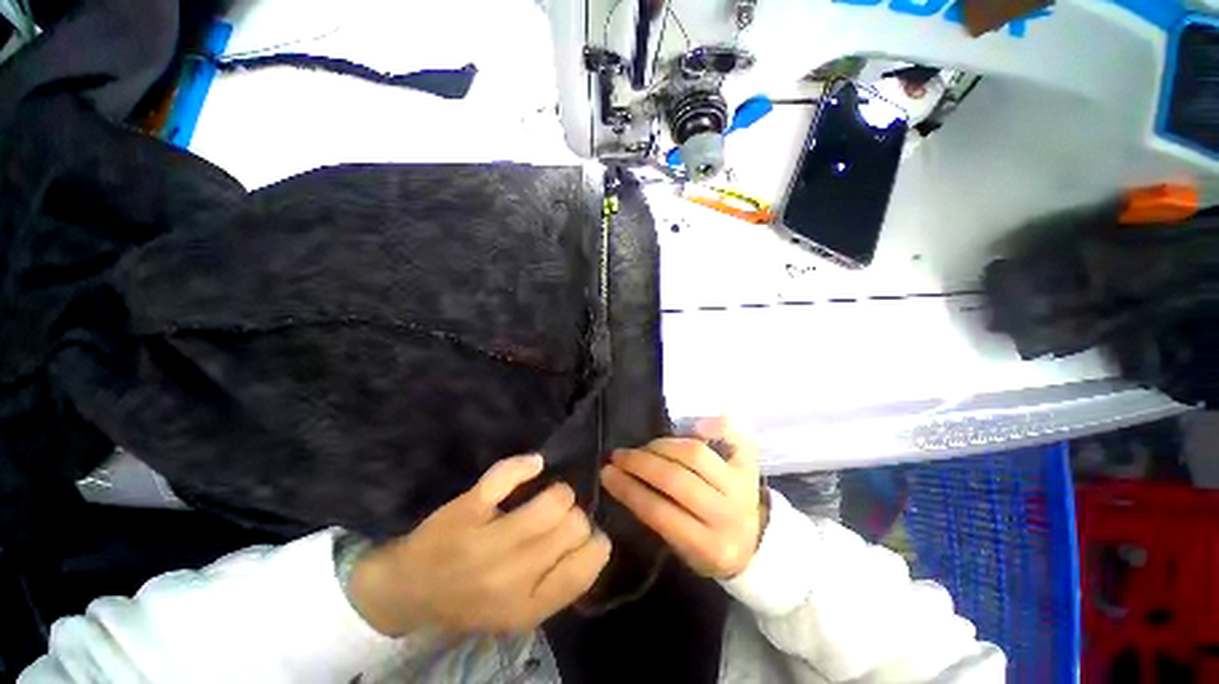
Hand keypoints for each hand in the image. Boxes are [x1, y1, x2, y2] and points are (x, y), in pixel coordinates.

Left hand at [349, 455, 611, 635]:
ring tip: (548, 496)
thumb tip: (595, 538)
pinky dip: (525, 464)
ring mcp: (486, 542)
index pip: (585, 566)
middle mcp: (510, 578)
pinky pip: (507, 475)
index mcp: (527, 607)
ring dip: (558, 492)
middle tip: (559, 518)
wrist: (408, 589)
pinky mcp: (466, 510)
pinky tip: (533, 465)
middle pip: (574, 525)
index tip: (583, 537)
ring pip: (553, 500)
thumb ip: (558, 583)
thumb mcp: (519, 611)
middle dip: (574, 515)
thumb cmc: (470, 599)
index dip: (594, 542)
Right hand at [601, 417, 764, 579]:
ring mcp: (741, 484)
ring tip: (646, 446)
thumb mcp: (684, 550)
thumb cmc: (709, 546)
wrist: (756, 541)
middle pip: (677, 480)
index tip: (607, 473)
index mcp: (709, 547)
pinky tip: (693, 426)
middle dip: (641, 463)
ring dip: (663, 446)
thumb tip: (627, 479)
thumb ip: (659, 518)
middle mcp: (727, 513)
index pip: (660, 513)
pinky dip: (713, 425)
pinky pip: (733, 436)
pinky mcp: (750, 464)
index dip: (629, 490)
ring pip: (696, 455)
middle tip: (619, 455)